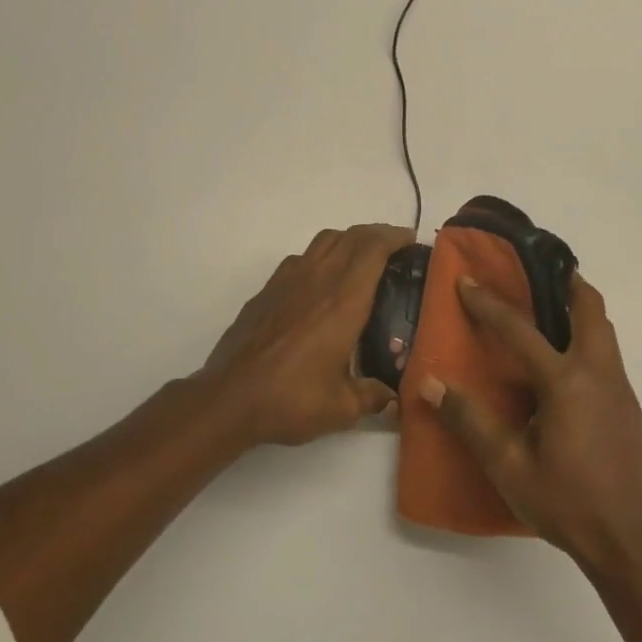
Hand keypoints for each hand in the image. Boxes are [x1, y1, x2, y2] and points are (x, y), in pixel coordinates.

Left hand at [197, 223, 413, 446]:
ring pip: (324, 241)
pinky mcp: (267, 290)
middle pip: (351, 236)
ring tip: (360, 259)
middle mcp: (318, 280)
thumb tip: (391, 398)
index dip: (394, 237)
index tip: (411, 241)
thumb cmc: (291, 399)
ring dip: (348, 240)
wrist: (230, 398)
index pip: (373, 249)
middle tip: (394, 248)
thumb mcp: (341, 408)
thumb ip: (372, 397)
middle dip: (376, 234)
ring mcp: (288, 281)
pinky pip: (301, 258)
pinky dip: (320, 257)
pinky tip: (321, 283)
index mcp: (344, 301)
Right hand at [423, 274, 641, 577]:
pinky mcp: (632, 413)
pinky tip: (568, 378)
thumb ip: (470, 421)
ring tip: (552, 314)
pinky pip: (609, 363)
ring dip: (581, 314)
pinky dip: (588, 347)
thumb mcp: (508, 466)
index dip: (489, 303)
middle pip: (591, 311)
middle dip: (568, 284)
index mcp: (566, 382)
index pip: (521, 330)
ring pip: (605, 335)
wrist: (630, 545)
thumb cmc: (565, 502)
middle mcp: (599, 376)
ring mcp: (622, 393)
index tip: (467, 280)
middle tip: (541, 272)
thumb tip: (430, 385)